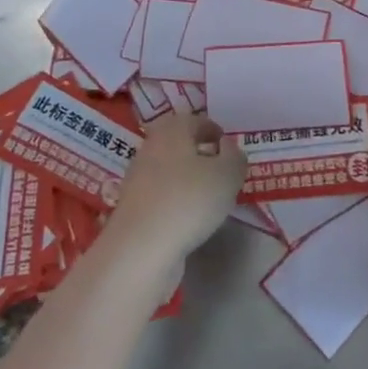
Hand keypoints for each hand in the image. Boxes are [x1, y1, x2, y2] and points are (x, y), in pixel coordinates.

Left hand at [102, 112, 245, 269]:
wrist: (140, 248)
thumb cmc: (189, 200)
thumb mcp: (227, 175)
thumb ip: (234, 157)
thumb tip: (227, 147)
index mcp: (172, 130)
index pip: (196, 120)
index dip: (215, 131)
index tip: (229, 148)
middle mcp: (151, 147)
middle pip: (179, 143)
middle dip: (199, 153)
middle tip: (220, 170)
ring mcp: (137, 177)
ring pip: (168, 168)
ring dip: (186, 177)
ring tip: (208, 197)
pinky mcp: (132, 206)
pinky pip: (160, 193)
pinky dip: (175, 198)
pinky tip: (188, 217)